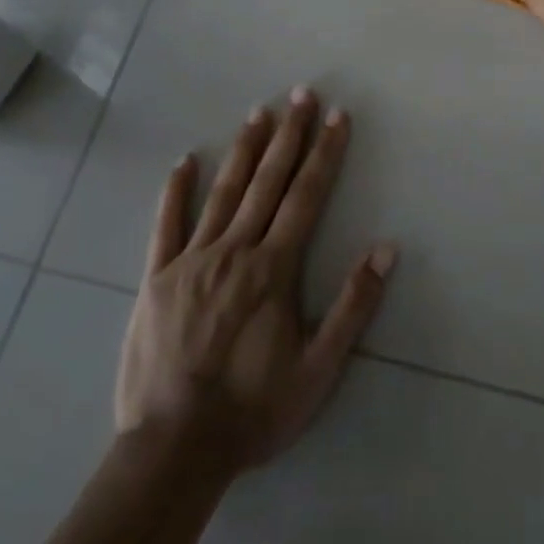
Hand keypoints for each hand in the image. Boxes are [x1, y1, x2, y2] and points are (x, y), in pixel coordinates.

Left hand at [115, 89, 397, 476]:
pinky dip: (175, 192)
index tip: (337, 116)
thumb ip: (353, 305)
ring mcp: (191, 260)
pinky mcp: (156, 278)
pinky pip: (166, 226)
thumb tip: (386, 249)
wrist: (173, 449)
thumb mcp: (319, 368)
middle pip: (268, 181)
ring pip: (223, 192)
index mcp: (275, 268)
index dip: (325, 153)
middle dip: (289, 134)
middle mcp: (235, 250)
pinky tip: (184, 162)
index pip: (307, 196)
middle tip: (301, 93)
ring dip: (244, 149)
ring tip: (259, 112)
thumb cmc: (254, 409)